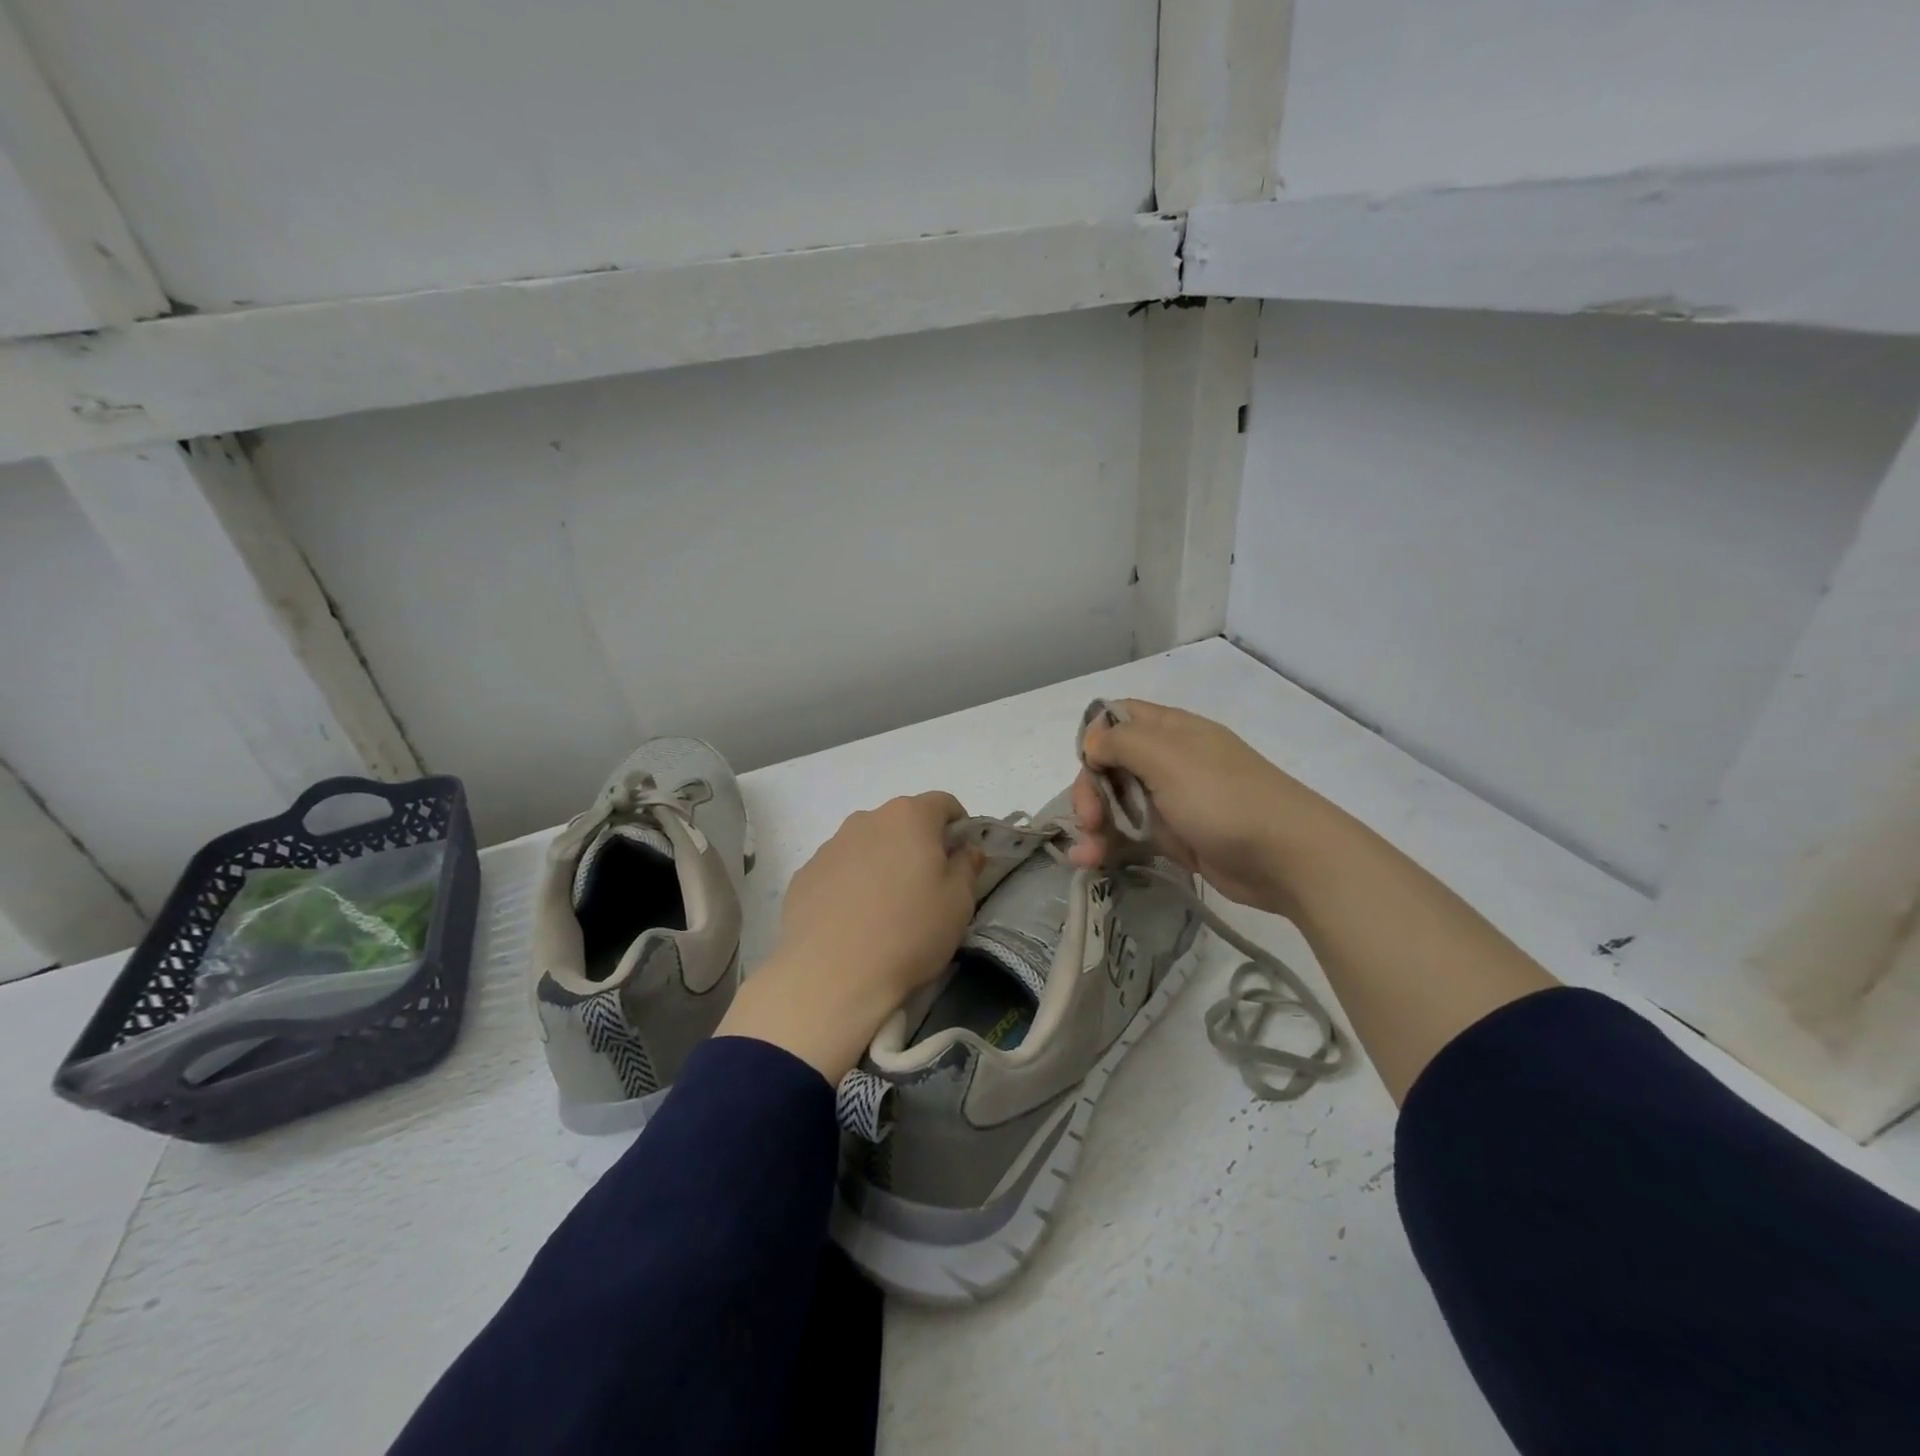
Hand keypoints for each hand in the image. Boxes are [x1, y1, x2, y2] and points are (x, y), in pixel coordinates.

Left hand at [717, 792, 982, 1081]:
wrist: (831, 975)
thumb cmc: (909, 932)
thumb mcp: (958, 902)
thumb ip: (967, 866)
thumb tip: (965, 850)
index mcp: (909, 817)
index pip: (943, 803)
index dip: (958, 826)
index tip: (961, 857)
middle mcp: (867, 819)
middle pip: (902, 821)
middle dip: (918, 844)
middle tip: (926, 887)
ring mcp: (830, 845)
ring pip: (867, 844)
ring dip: (881, 862)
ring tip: (885, 908)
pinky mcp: (804, 874)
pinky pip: (838, 870)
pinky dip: (850, 884)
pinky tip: (853, 921)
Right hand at [1068, 700, 1327, 912]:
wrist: (1288, 857)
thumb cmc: (1223, 798)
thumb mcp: (1167, 757)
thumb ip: (1121, 742)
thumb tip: (1093, 744)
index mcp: (1169, 731)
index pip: (1118, 718)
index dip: (1095, 737)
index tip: (1088, 765)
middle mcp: (1168, 761)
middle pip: (1110, 766)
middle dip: (1089, 791)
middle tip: (1088, 820)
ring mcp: (1172, 801)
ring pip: (1117, 804)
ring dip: (1093, 825)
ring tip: (1084, 856)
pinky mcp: (1176, 838)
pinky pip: (1132, 836)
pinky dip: (1109, 846)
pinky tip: (1091, 862)